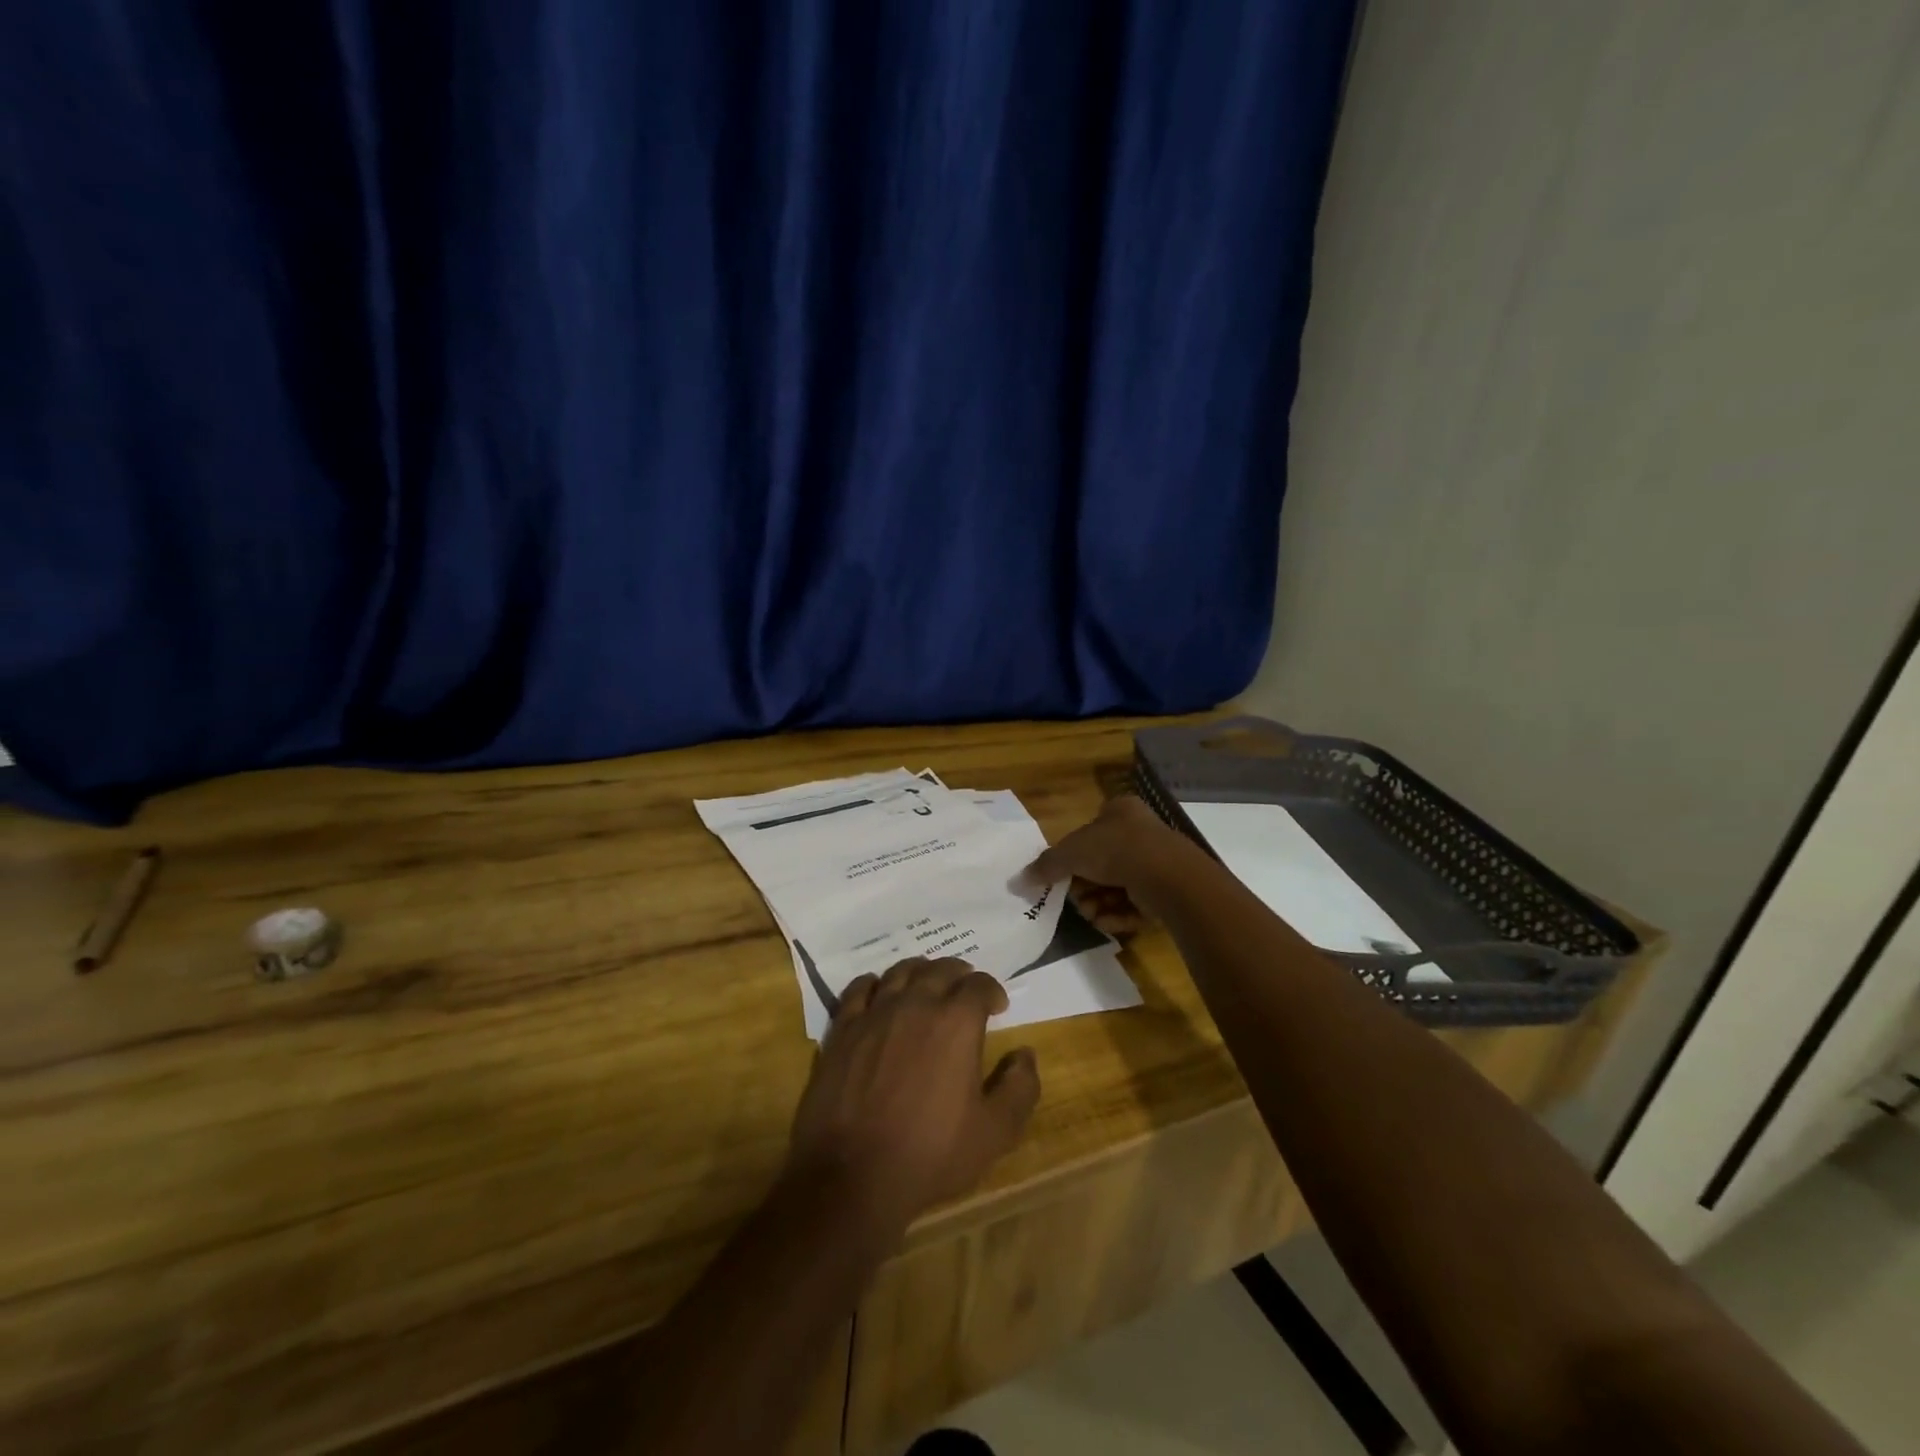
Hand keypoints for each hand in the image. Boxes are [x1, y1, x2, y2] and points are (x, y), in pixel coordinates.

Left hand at [788, 958, 1039, 1229]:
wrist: (853, 1176)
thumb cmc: (930, 1154)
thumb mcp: (994, 1133)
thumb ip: (1019, 1088)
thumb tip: (1025, 1054)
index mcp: (956, 1022)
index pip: (979, 985)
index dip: (992, 990)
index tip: (998, 1006)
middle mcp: (916, 1004)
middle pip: (940, 969)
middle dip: (959, 973)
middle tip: (966, 988)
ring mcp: (875, 1013)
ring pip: (900, 971)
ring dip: (920, 971)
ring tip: (927, 984)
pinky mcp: (843, 1028)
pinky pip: (859, 988)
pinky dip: (875, 983)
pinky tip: (880, 993)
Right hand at [1025, 794, 1198, 934]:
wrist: (1168, 876)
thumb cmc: (1116, 850)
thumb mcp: (1071, 852)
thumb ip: (1045, 865)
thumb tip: (1018, 880)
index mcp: (1120, 811)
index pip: (1091, 829)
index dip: (1074, 855)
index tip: (1064, 875)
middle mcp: (1141, 833)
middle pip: (1102, 863)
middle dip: (1086, 887)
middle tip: (1077, 900)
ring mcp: (1157, 863)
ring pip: (1118, 887)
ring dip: (1099, 904)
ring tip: (1091, 915)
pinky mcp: (1168, 892)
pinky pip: (1136, 905)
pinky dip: (1119, 915)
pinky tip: (1108, 923)